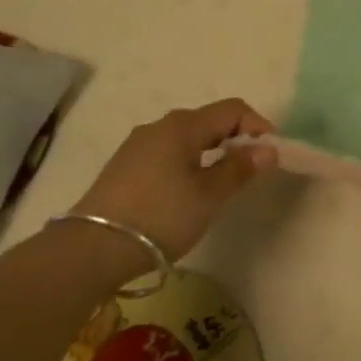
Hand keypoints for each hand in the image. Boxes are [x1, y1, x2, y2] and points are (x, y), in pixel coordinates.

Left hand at [72, 99, 276, 260]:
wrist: (91, 250)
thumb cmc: (160, 216)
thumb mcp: (208, 196)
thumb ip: (240, 169)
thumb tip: (268, 149)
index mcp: (183, 126)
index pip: (232, 110)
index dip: (257, 126)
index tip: (270, 155)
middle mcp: (159, 126)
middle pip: (208, 121)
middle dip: (235, 139)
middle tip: (249, 170)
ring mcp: (137, 145)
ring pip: (186, 138)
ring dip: (210, 152)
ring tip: (219, 184)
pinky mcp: (123, 167)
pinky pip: (167, 153)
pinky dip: (187, 163)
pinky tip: (186, 192)